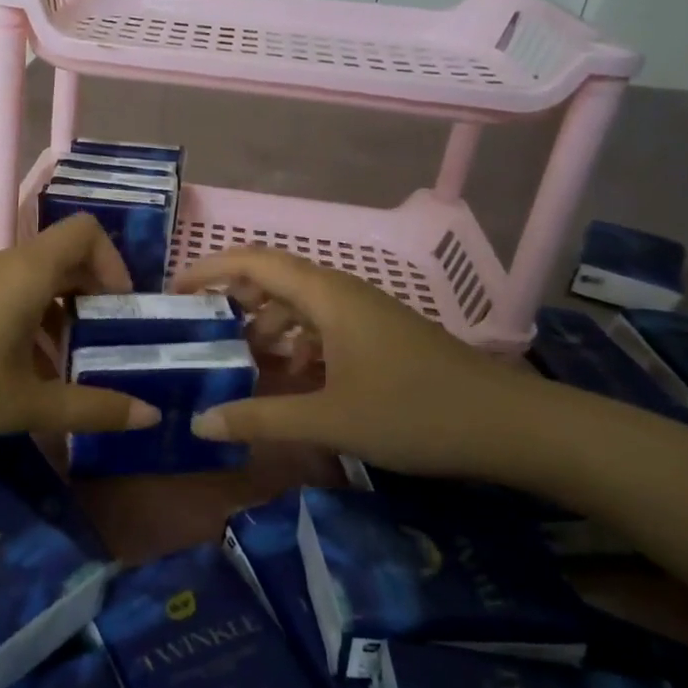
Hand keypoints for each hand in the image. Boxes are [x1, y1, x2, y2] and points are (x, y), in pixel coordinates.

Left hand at [0, 214, 158, 466]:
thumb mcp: (26, 405)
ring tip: (65, 371)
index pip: (85, 232)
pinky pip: (2, 298)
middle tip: (105, 346)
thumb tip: (150, 416)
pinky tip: (18, 376)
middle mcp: (1, 265)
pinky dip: (26, 325)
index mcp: (27, 272)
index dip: (114, 263)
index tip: (121, 313)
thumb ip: (93, 408)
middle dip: (91, 297)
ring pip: (31, 283)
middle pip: (62, 258)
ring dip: (58, 316)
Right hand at [172, 248, 558, 487]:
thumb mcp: (330, 419)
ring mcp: (366, 314)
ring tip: (244, 361)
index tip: (175, 292)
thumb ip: (261, 418)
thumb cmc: (415, 413)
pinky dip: (298, 343)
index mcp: (327, 296)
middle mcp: (343, 293)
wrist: (511, 426)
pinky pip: (324, 325)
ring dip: (267, 324)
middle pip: (275, 278)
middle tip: (203, 332)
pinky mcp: (381, 336)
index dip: (210, 268)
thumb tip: (201, 423)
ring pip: (300, 304)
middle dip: (234, 299)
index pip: (254, 261)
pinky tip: (294, 377)